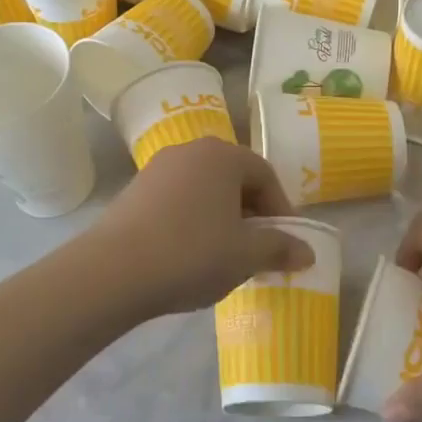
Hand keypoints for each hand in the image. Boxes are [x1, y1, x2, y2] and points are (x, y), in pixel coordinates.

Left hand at [87, 139, 313, 319]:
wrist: (113, 270)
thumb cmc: (191, 253)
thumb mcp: (245, 255)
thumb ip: (280, 248)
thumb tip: (308, 251)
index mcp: (222, 155)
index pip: (265, 175)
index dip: (281, 210)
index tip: (286, 242)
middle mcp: (190, 150)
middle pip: (234, 177)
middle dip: (251, 212)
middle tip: (258, 248)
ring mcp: (158, 168)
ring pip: (204, 188)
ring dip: (221, 216)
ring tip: (225, 253)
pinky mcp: (135, 189)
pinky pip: (178, 199)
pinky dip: (193, 219)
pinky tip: (190, 253)